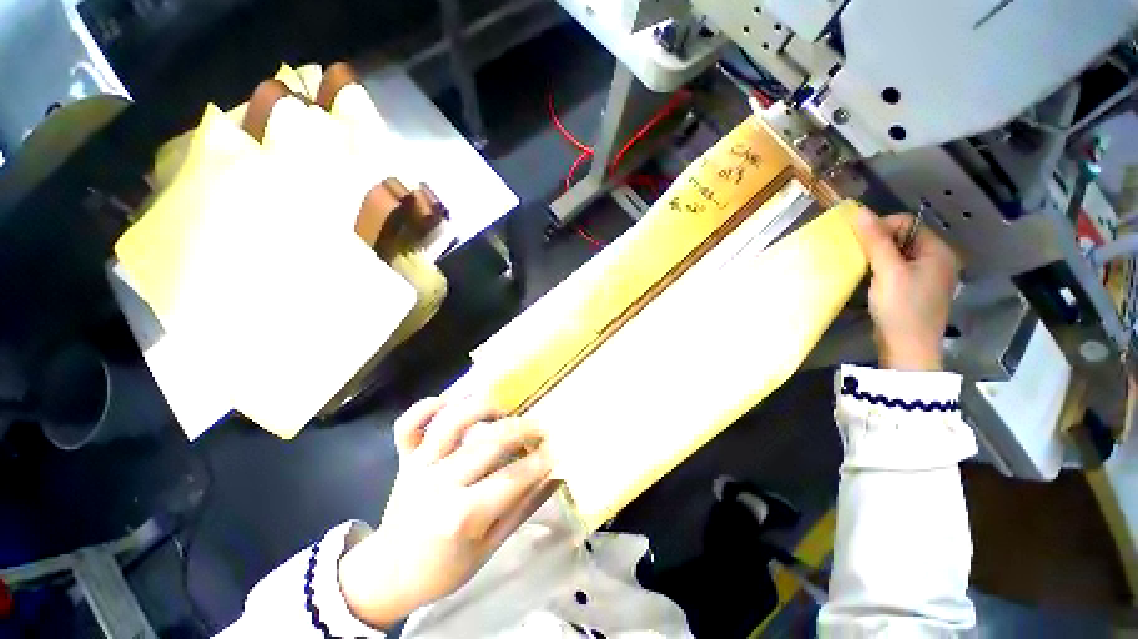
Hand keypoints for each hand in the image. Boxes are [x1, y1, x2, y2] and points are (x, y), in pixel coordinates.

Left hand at [339, 398, 553, 628]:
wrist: (389, 575)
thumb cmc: (444, 567)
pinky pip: (408, 424)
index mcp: (461, 516)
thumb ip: (523, 507)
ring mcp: (419, 466)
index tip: (557, 449)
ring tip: (503, 409)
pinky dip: (426, 406)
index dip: (539, 461)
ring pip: (452, 422)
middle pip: (488, 443)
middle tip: (540, 427)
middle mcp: (439, 484)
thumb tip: (554, 476)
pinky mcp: (405, 458)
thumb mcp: (490, 547)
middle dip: (522, 429)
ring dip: (483, 408)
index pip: (512, 478)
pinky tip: (449, 402)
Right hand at [852, 207, 958, 370]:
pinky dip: (882, 270)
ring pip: (898, 254)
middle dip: (878, 243)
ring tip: (865, 271)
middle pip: (903, 237)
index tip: (860, 245)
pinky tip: (872, 281)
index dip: (881, 228)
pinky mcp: (916, 290)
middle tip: (861, 259)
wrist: (908, 349)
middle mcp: (937, 259)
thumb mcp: (888, 272)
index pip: (907, 222)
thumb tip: (859, 211)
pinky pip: (898, 269)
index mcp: (938, 250)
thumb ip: (876, 241)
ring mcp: (928, 276)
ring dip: (878, 257)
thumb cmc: (901, 308)